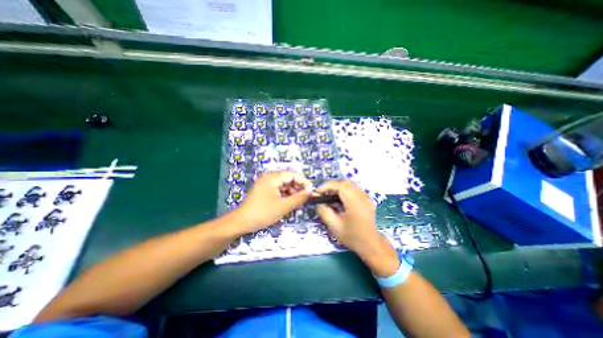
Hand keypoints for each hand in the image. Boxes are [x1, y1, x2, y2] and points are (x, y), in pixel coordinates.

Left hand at [235, 172, 313, 232]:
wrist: (241, 222)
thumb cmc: (262, 213)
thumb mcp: (284, 206)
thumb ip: (299, 197)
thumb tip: (311, 191)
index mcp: (272, 177)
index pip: (292, 175)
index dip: (304, 182)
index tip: (312, 191)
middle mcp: (269, 177)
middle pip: (288, 179)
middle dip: (298, 189)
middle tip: (305, 200)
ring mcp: (266, 184)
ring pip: (284, 186)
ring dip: (292, 194)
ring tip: (297, 204)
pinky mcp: (264, 190)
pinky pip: (279, 190)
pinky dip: (285, 196)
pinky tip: (289, 204)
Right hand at [317, 180, 399, 276]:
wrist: (372, 244)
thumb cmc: (353, 237)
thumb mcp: (335, 226)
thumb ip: (324, 212)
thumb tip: (319, 203)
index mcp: (354, 202)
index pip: (339, 185)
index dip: (327, 186)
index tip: (318, 192)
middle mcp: (361, 196)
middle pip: (344, 182)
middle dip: (332, 186)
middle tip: (324, 194)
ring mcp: (366, 196)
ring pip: (349, 184)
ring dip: (338, 187)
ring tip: (330, 197)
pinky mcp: (367, 199)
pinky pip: (354, 189)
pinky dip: (344, 190)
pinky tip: (340, 200)